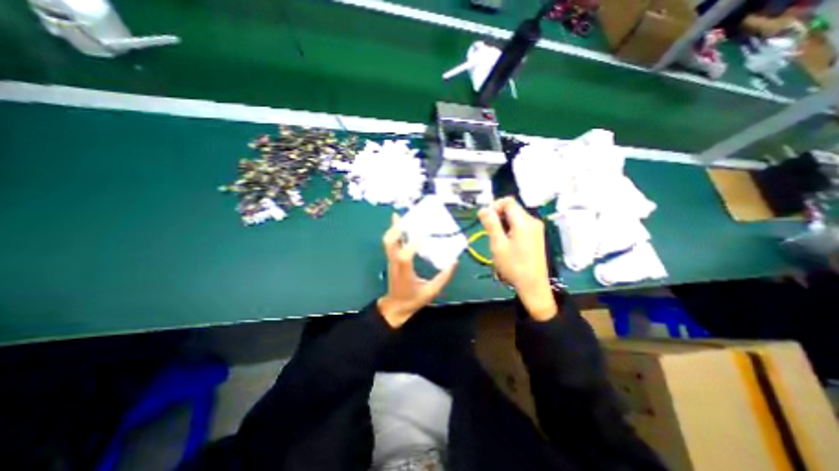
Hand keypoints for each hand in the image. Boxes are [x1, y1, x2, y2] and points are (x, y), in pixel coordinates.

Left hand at [379, 213, 458, 327]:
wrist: (395, 307)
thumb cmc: (413, 300)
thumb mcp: (431, 291)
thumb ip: (443, 277)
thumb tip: (454, 262)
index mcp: (405, 272)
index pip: (405, 256)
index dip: (412, 243)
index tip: (421, 232)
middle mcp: (395, 263)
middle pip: (390, 243)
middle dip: (396, 229)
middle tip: (407, 217)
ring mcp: (391, 260)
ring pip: (388, 241)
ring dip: (393, 228)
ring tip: (400, 216)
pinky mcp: (391, 259)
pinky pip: (390, 243)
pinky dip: (394, 232)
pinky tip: (399, 225)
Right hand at [479, 197, 554, 320]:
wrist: (533, 285)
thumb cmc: (513, 266)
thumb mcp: (498, 244)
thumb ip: (491, 224)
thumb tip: (483, 209)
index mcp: (524, 221)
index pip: (508, 201)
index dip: (494, 206)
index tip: (486, 220)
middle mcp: (533, 221)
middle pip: (512, 208)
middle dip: (498, 216)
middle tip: (490, 232)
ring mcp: (536, 228)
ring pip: (515, 217)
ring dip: (503, 223)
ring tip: (498, 240)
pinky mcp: (536, 236)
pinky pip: (520, 225)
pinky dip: (510, 229)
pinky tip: (507, 243)